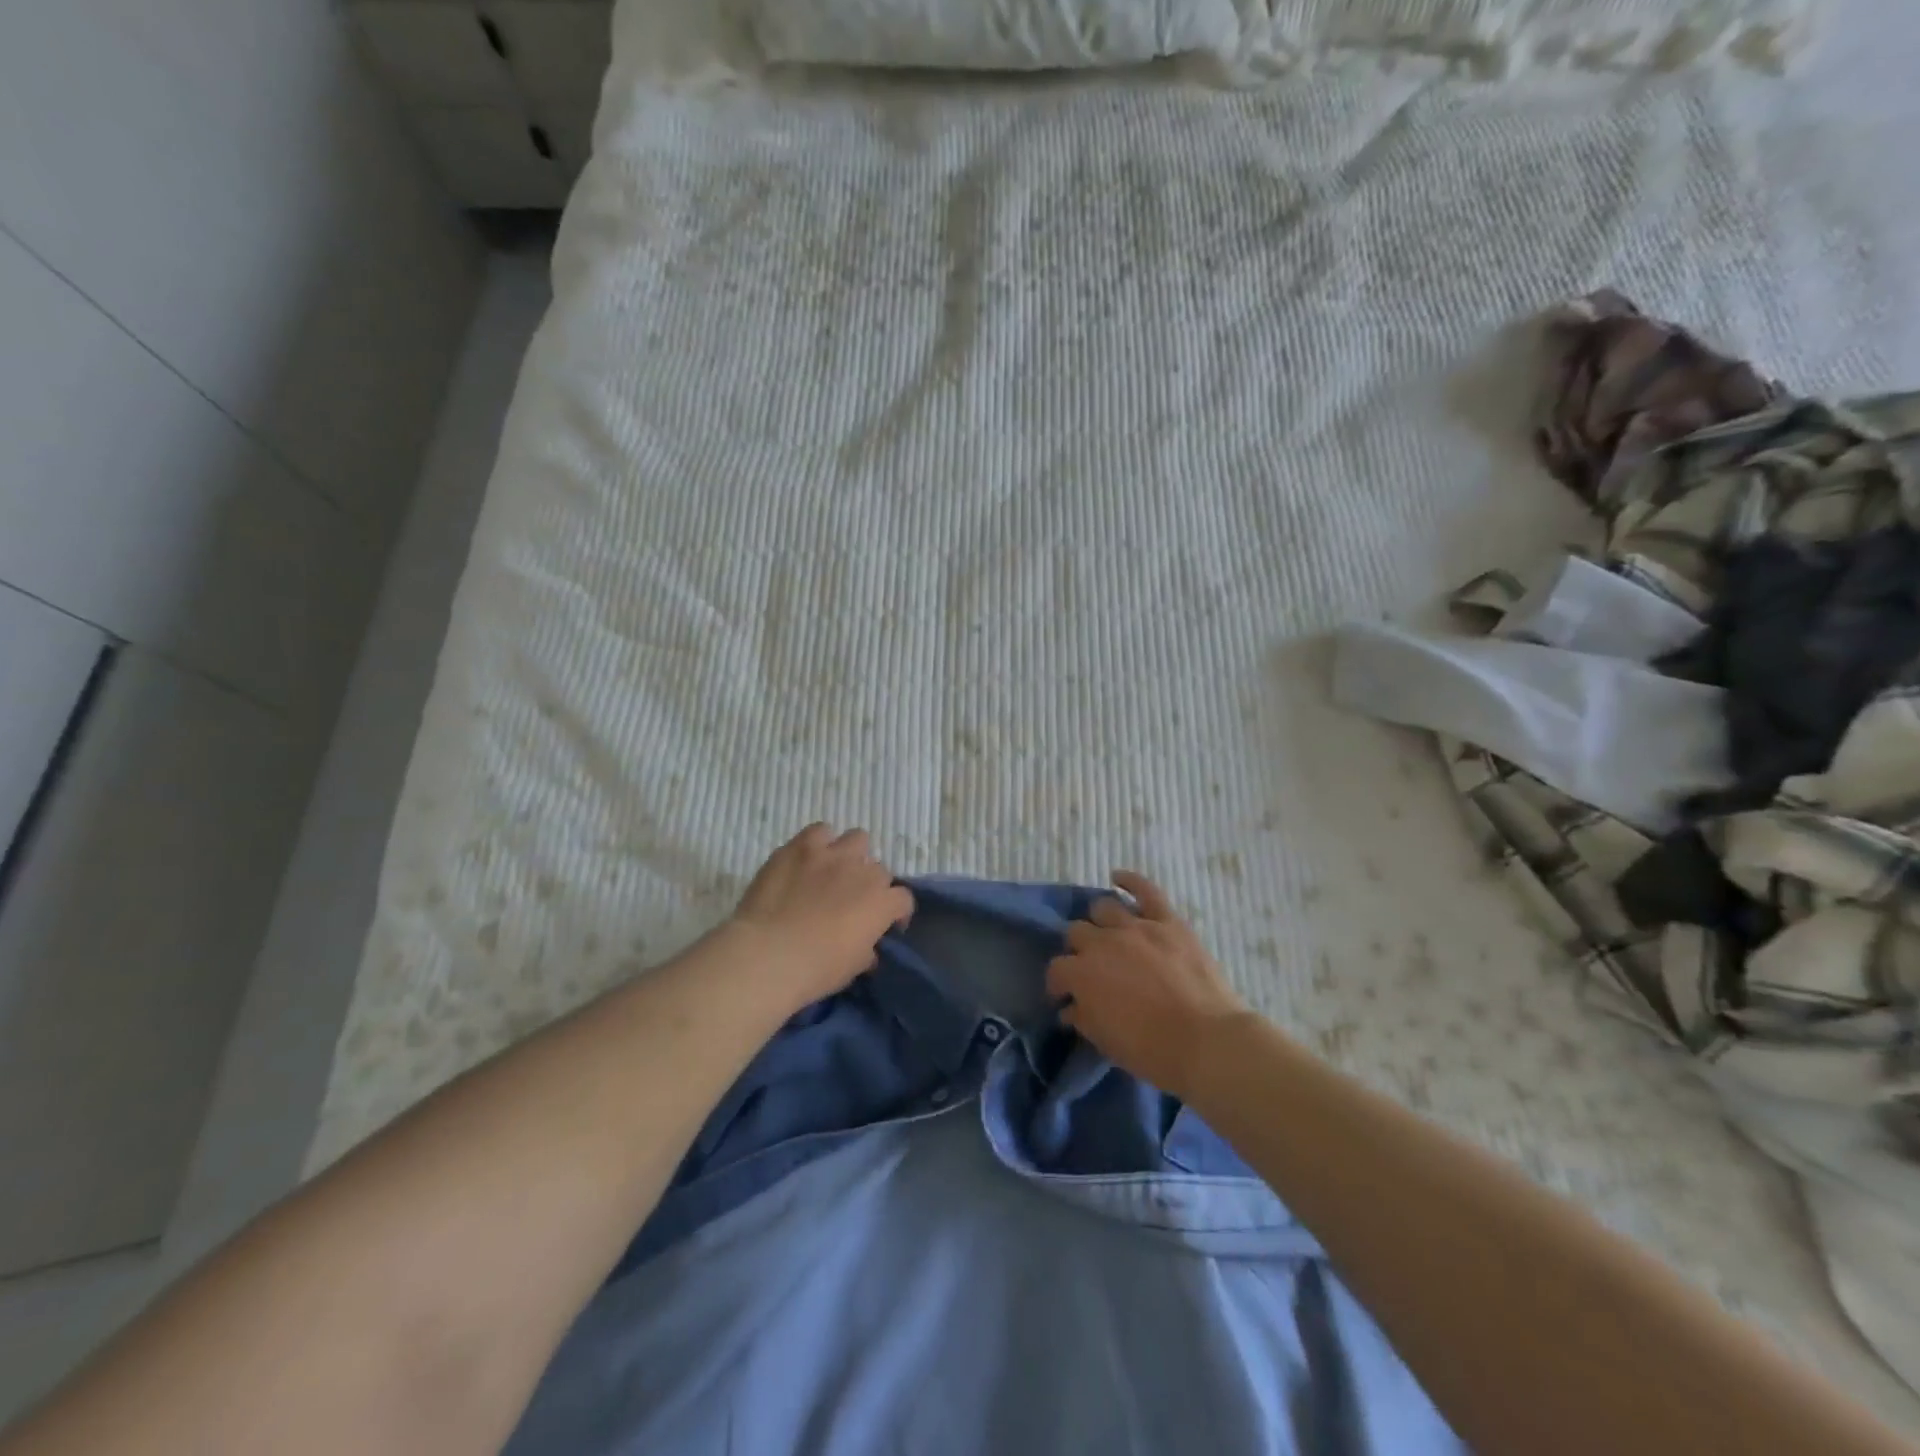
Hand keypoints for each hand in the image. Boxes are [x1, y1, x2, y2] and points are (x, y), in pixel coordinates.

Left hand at [729, 824, 913, 1007]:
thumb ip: (866, 952)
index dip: (896, 912)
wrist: (767, 954)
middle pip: (878, 869)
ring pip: (856, 839)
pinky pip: (819, 831)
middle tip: (852, 902)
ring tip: (833, 872)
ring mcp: (832, 854)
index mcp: (881, 903)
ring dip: (850, 855)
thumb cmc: (815, 969)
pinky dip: (818, 843)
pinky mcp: (801, 846)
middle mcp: (863, 871)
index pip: (903, 899)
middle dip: (869, 885)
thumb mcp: (851, 968)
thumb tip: (868, 949)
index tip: (886, 925)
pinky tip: (807, 860)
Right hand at [1046, 871, 1251, 1099]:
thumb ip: (1083, 1018)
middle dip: (1078, 950)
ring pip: (1104, 908)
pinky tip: (1117, 878)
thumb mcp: (1106, 1042)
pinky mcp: (1168, 921)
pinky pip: (1146, 890)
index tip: (1065, 996)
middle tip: (1091, 967)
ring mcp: (1136, 927)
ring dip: (1100, 922)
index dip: (1059, 984)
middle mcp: (1103, 942)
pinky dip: (1130, 881)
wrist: (1207, 1042)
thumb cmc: (1152, 1051)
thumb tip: (1070, 1007)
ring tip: (1108, 934)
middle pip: (1077, 932)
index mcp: (1083, 974)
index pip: (1057, 970)